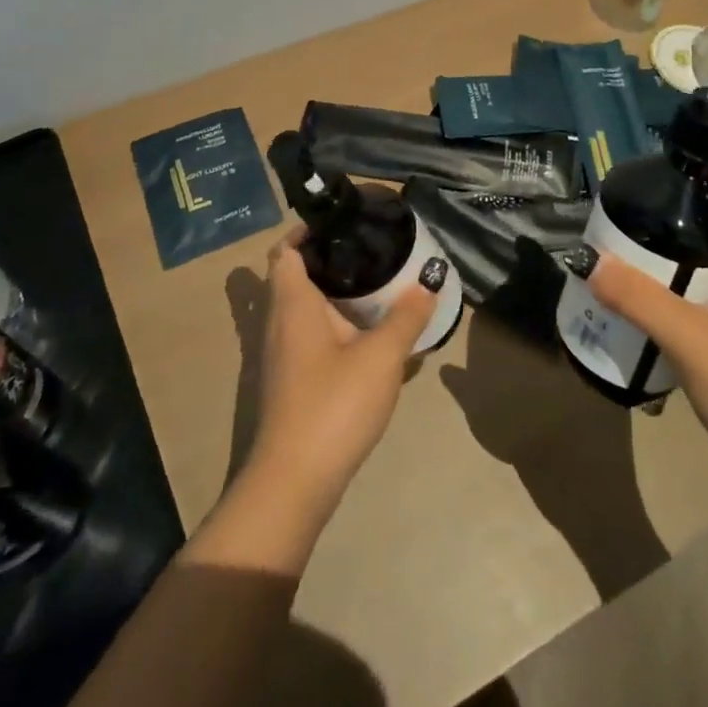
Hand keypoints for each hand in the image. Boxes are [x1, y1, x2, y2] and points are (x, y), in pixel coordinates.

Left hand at [244, 230, 437, 518]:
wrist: (293, 484)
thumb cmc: (333, 405)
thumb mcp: (381, 357)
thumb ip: (407, 317)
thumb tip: (429, 281)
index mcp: (292, 303)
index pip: (286, 249)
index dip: (307, 230)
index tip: (341, 222)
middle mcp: (278, 322)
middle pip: (295, 276)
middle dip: (328, 260)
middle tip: (369, 250)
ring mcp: (279, 356)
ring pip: (302, 309)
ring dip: (332, 295)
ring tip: (376, 288)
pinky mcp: (288, 382)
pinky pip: (307, 337)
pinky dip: (331, 326)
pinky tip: (366, 338)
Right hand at [580, 171, 707, 503]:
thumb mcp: (694, 338)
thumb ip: (639, 298)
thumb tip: (586, 259)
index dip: (705, 176)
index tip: (657, 169)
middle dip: (671, 220)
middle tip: (622, 215)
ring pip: (701, 275)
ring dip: (664, 265)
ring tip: (616, 254)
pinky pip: (694, 312)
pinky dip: (665, 303)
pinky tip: (631, 308)